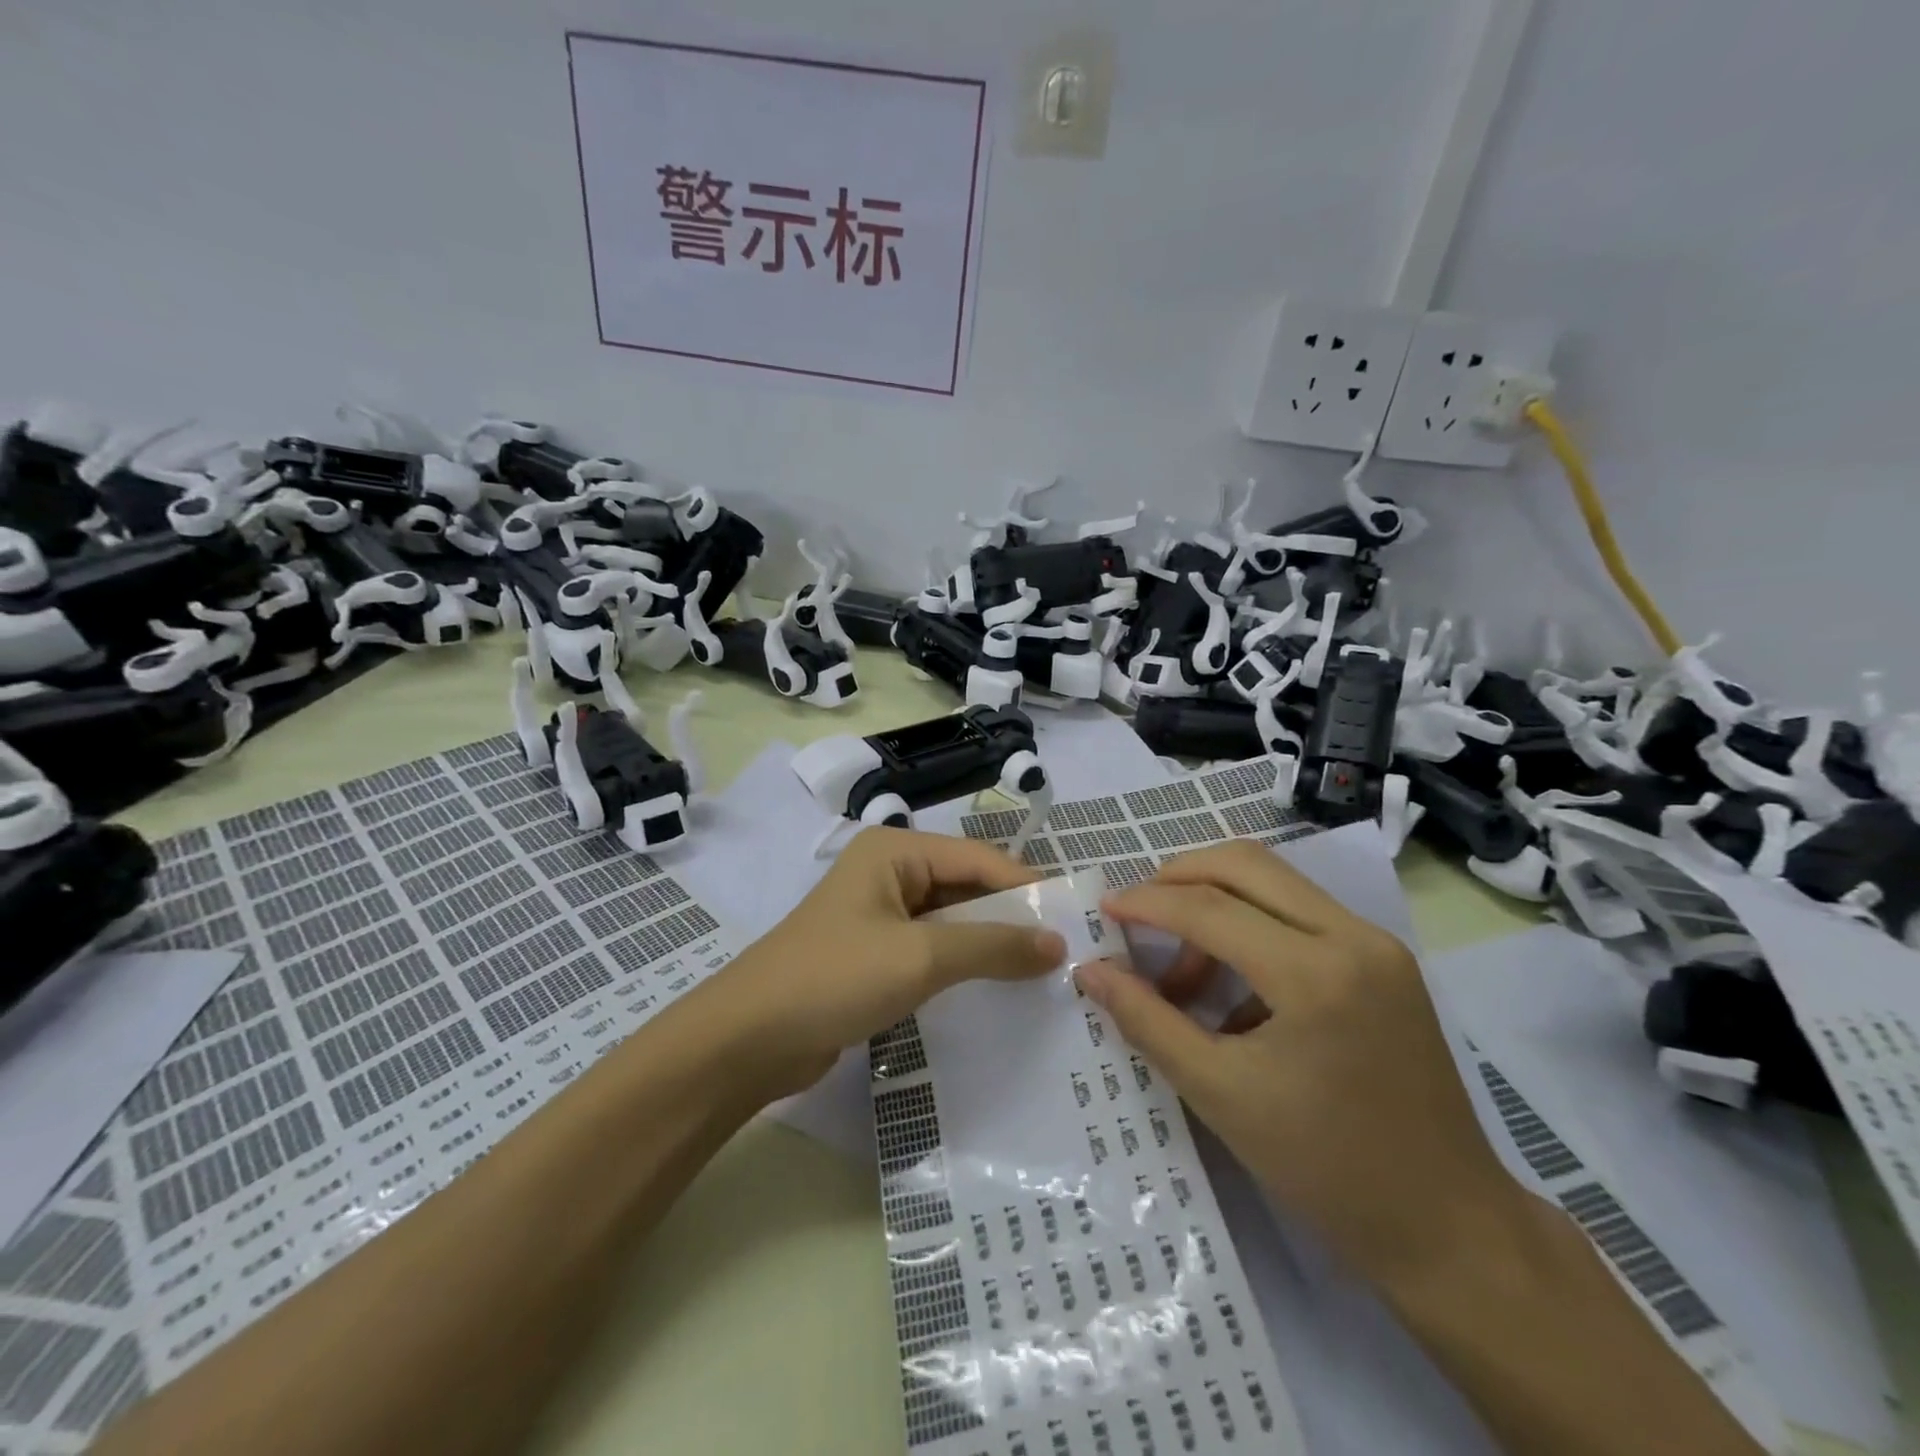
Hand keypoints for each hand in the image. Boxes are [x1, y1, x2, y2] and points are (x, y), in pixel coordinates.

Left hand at [708, 827, 1066, 1101]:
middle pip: (965, 886)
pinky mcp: (874, 954)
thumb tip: (1057, 944)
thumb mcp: (920, 957)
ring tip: (1042, 971)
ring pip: (951, 920)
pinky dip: (963, 964)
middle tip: (1065, 950)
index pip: (978, 858)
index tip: (1074, 919)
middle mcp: (889, 872)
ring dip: (989, 943)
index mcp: (895, 851)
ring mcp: (880, 914)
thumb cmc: (835, 978)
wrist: (747, 1040)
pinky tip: (997, 988)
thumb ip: (992, 946)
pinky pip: (932, 949)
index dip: (1027, 886)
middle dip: (1011, 916)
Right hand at [1076, 840, 1515, 1281]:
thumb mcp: (1218, 1093)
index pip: (1210, 908)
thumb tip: (1089, 970)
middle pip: (1245, 864)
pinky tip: (1232, 988)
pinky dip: (1252, 925)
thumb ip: (1147, 1020)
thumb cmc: (1325, 1168)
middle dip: (1178, 877)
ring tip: (1183, 970)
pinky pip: (1300, 912)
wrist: (1447, 1225)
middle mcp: (1353, 936)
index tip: (1103, 908)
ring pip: (1274, 880)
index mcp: (1315, 974)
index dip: (1146, 903)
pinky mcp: (1385, 959)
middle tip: (1137, 912)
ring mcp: (1377, 943)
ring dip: (1215, 901)